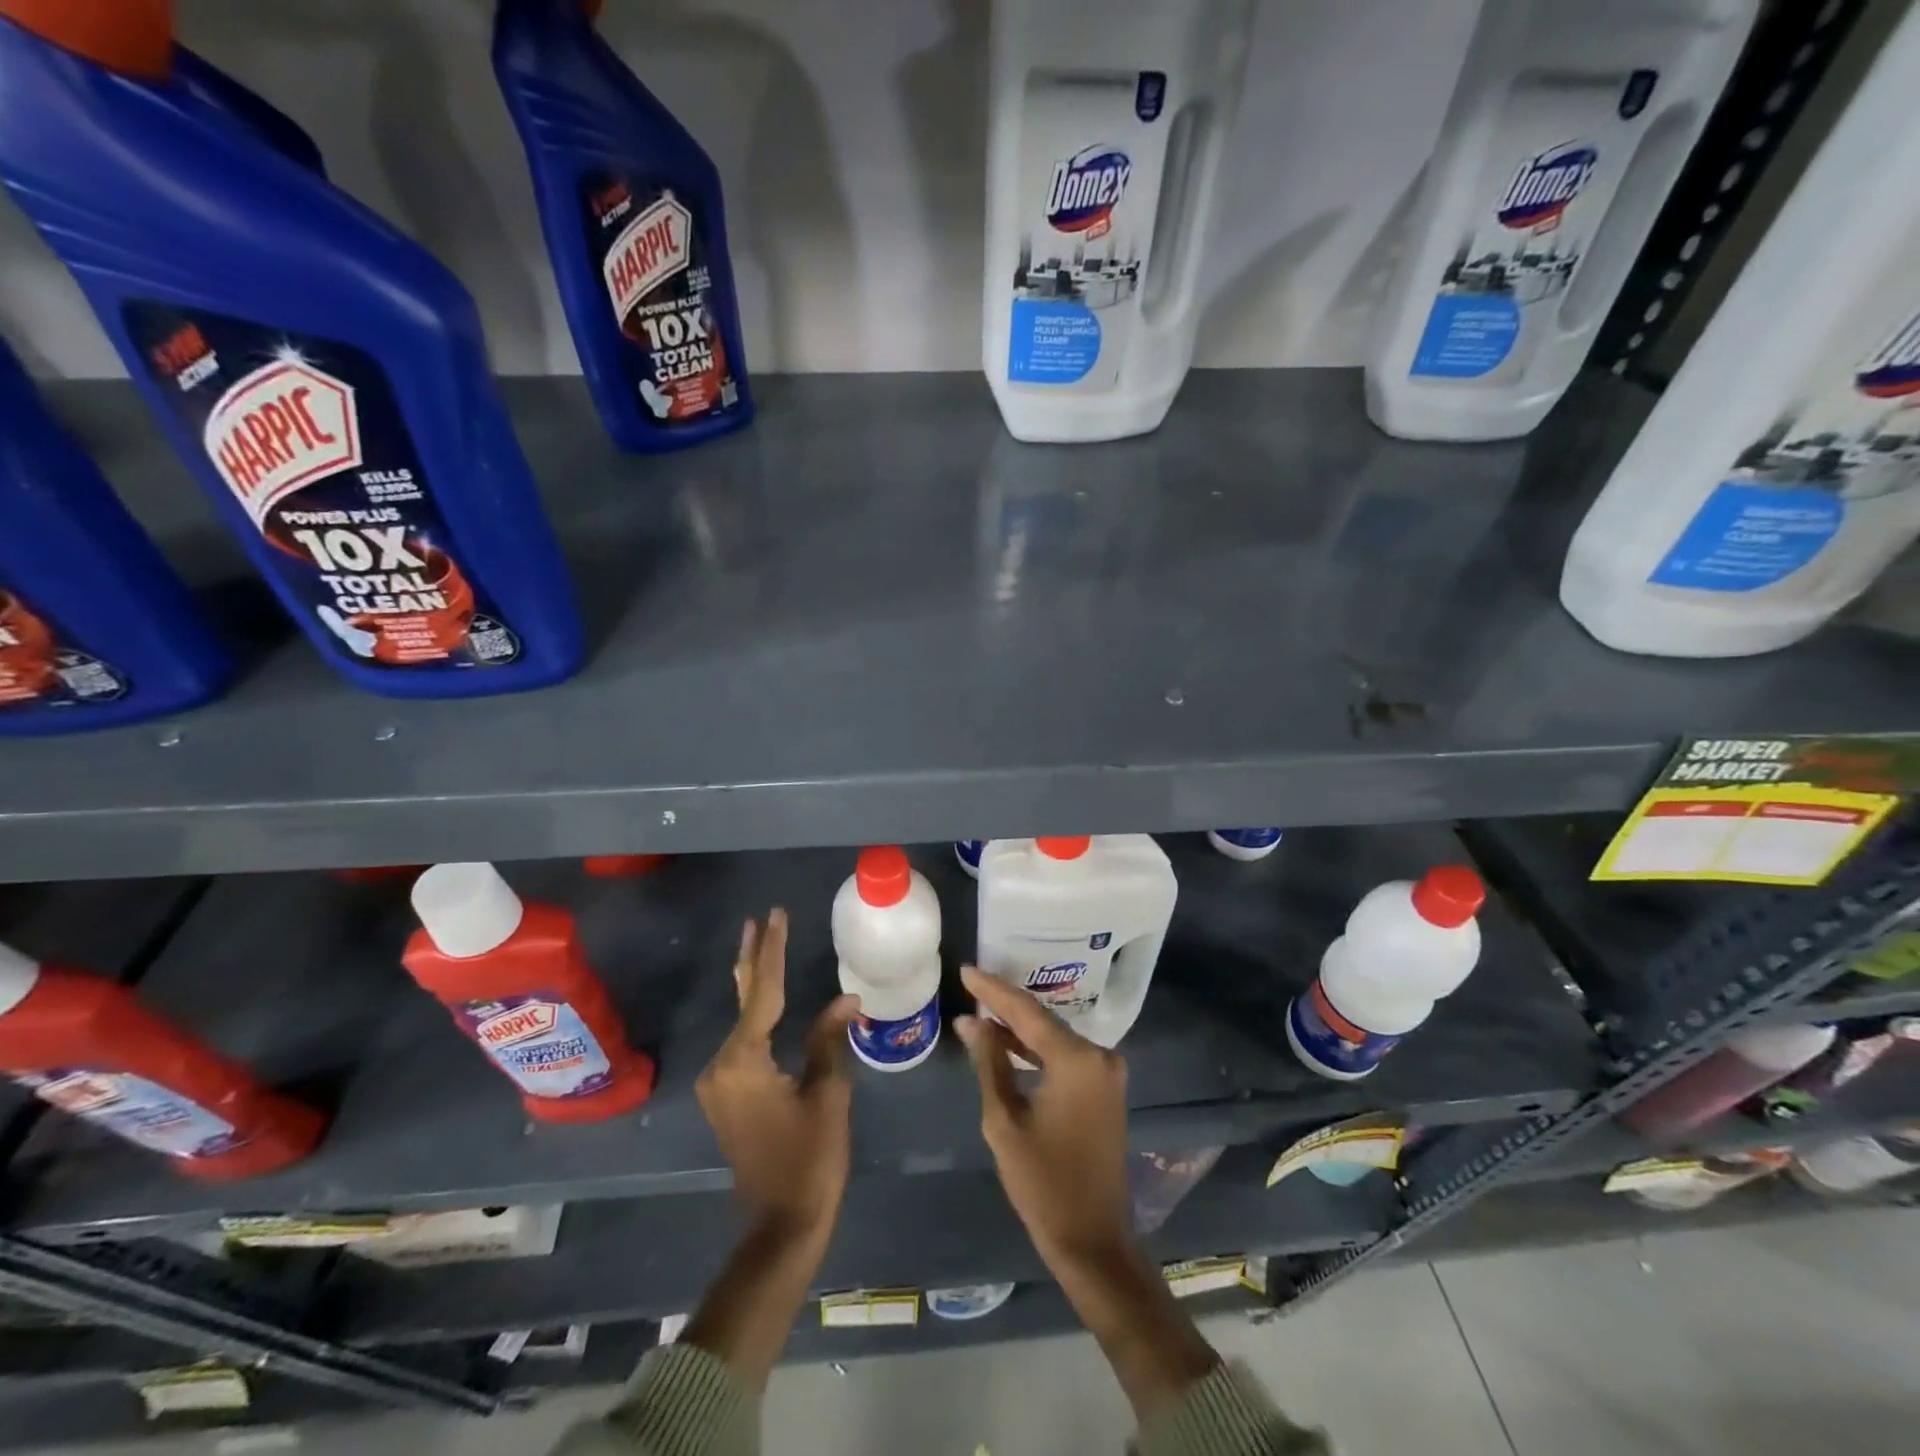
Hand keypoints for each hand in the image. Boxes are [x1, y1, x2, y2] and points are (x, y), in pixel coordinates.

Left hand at [696, 908, 859, 1239]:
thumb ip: (829, 1038)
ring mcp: (719, 1081)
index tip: (777, 915)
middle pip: (745, 998)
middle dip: (755, 958)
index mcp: (744, 1059)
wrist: (781, 1223)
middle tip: (761, 920)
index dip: (774, 950)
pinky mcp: (726, 1095)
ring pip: (742, 1020)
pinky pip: (742, 1042)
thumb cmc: (811, 1157)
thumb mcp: (828, 1092)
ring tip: (764, 945)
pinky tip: (762, 998)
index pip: (764, 991)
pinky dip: (756, 1014)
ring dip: (755, 984)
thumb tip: (846, 998)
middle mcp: (722, 1064)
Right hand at [955, 964, 1131, 1273]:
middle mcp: (1099, 1056)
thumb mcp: (1004, 1121)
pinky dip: (1036, 1049)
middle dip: (1005, 1004)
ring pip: (1054, 1036)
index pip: (1026, 1012)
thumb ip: (988, 1063)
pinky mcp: (1105, 1088)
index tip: (966, 969)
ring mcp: (1106, 1072)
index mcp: (1077, 1060)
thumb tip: (970, 1021)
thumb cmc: (1042, 1183)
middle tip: (970, 985)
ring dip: (1019, 1027)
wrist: (1092, 1238)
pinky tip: (1007, 1043)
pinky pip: (1065, 1056)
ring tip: (980, 1012)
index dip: (993, 990)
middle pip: (1043, 1020)